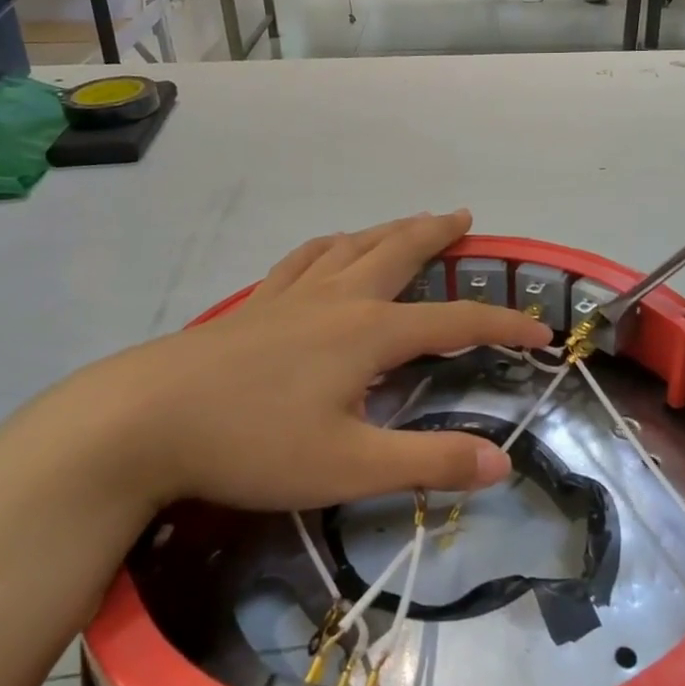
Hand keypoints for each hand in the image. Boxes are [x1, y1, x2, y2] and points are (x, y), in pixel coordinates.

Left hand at [47, 210, 550, 513]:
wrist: (144, 420)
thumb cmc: (253, 445)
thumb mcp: (349, 466)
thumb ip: (428, 462)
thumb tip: (500, 462)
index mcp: (368, 333)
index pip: (454, 323)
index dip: (502, 325)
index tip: (540, 330)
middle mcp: (337, 300)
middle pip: (399, 253)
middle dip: (437, 235)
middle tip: (463, 219)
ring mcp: (291, 297)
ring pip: (351, 247)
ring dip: (387, 231)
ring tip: (408, 224)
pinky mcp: (254, 305)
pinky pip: (303, 261)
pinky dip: (330, 247)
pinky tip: (327, 250)